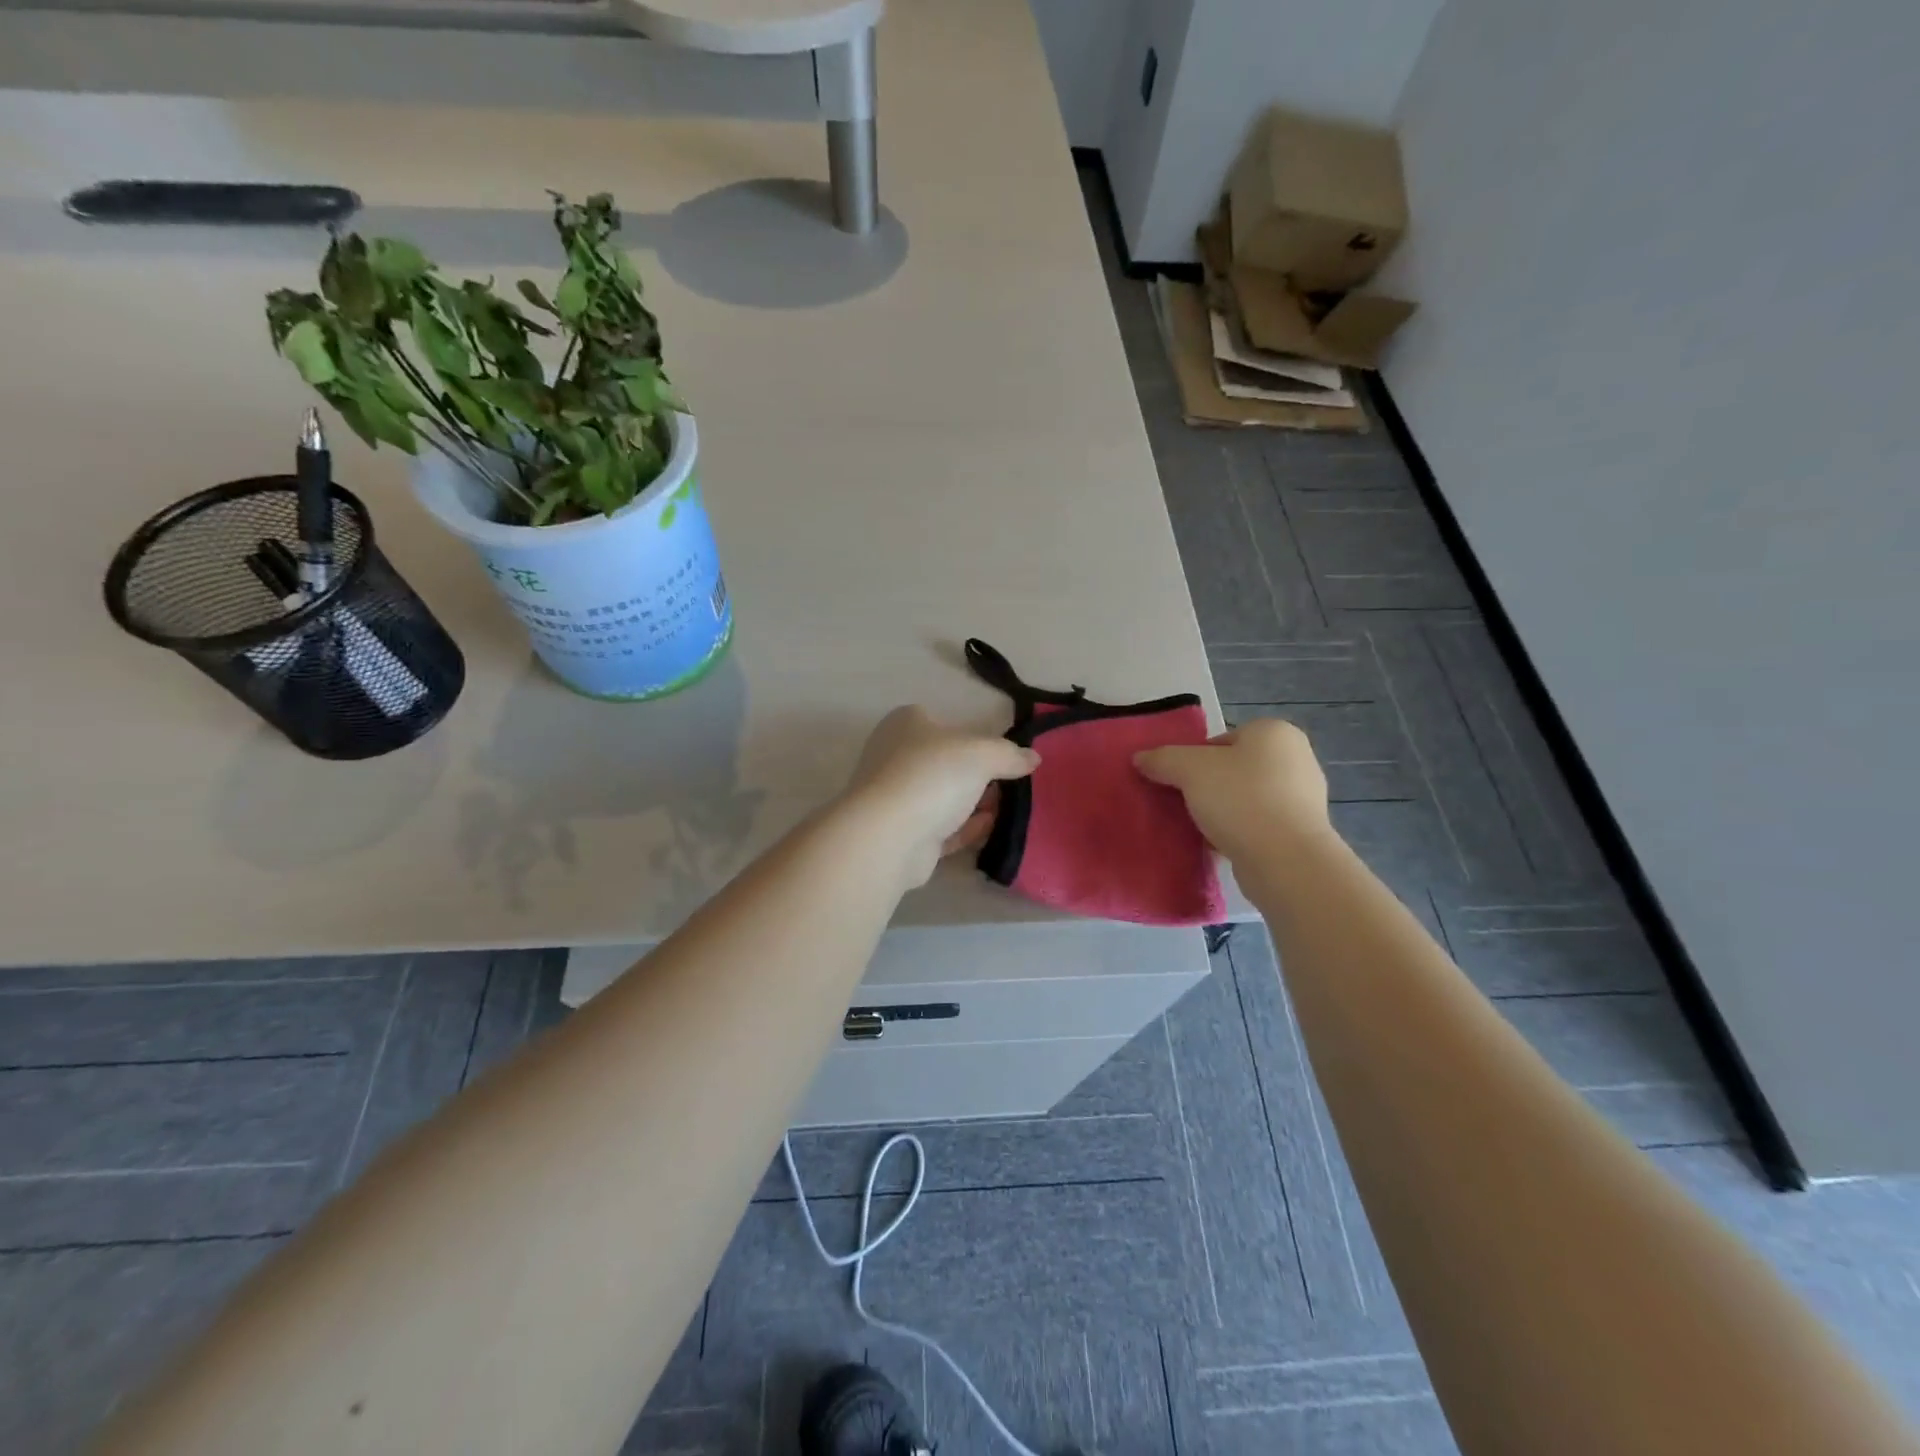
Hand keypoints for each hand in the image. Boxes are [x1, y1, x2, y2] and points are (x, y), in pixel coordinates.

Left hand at [841, 706, 1040, 887]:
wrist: (888, 836)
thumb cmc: (932, 776)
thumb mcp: (982, 754)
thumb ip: (1009, 754)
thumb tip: (1033, 757)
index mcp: (905, 724)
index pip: (940, 720)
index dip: (970, 734)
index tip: (1000, 751)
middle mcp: (894, 756)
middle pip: (944, 761)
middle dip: (976, 773)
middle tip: (1011, 781)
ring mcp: (895, 797)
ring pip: (942, 797)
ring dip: (973, 803)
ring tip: (1010, 807)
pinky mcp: (901, 834)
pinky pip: (940, 828)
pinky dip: (965, 828)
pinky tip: (991, 827)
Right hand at [1133, 717, 1331, 863]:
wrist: (1286, 861)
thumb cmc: (1240, 800)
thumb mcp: (1189, 770)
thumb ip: (1162, 759)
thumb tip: (1140, 758)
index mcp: (1274, 732)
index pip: (1220, 740)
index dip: (1193, 760)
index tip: (1180, 784)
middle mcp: (1296, 758)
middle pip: (1233, 769)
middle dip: (1208, 787)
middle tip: (1185, 806)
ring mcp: (1304, 797)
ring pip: (1246, 798)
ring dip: (1222, 812)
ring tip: (1200, 829)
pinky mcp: (1302, 831)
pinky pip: (1259, 825)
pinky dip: (1240, 832)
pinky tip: (1220, 846)